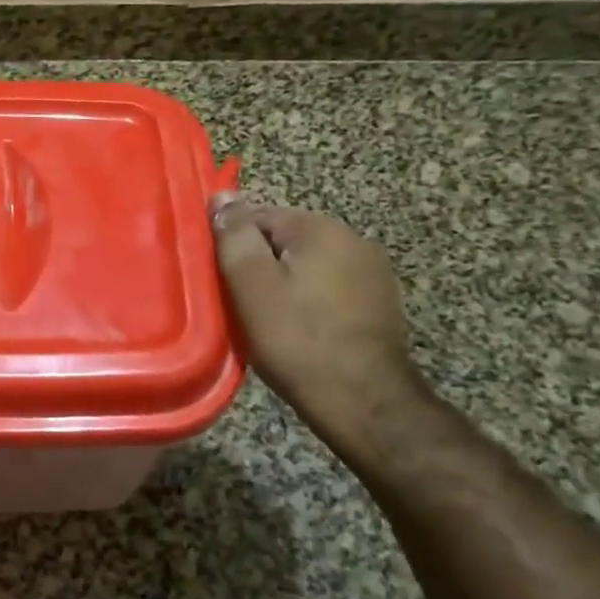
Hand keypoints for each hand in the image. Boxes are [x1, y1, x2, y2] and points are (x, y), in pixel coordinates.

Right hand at [211, 195, 427, 454]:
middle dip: (259, 264)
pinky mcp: (380, 304)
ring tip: (266, 319)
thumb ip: (235, 236)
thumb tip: (223, 196)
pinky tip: (298, 329)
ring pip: (307, 265)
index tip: (220, 278)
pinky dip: (308, 301)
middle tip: (238, 302)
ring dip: (283, 283)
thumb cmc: (298, 341)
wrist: (364, 402)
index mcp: (321, 229)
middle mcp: (353, 239)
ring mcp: (373, 273)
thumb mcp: (251, 285)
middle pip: (285, 240)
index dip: (232, 245)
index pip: (258, 215)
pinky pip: (329, 288)